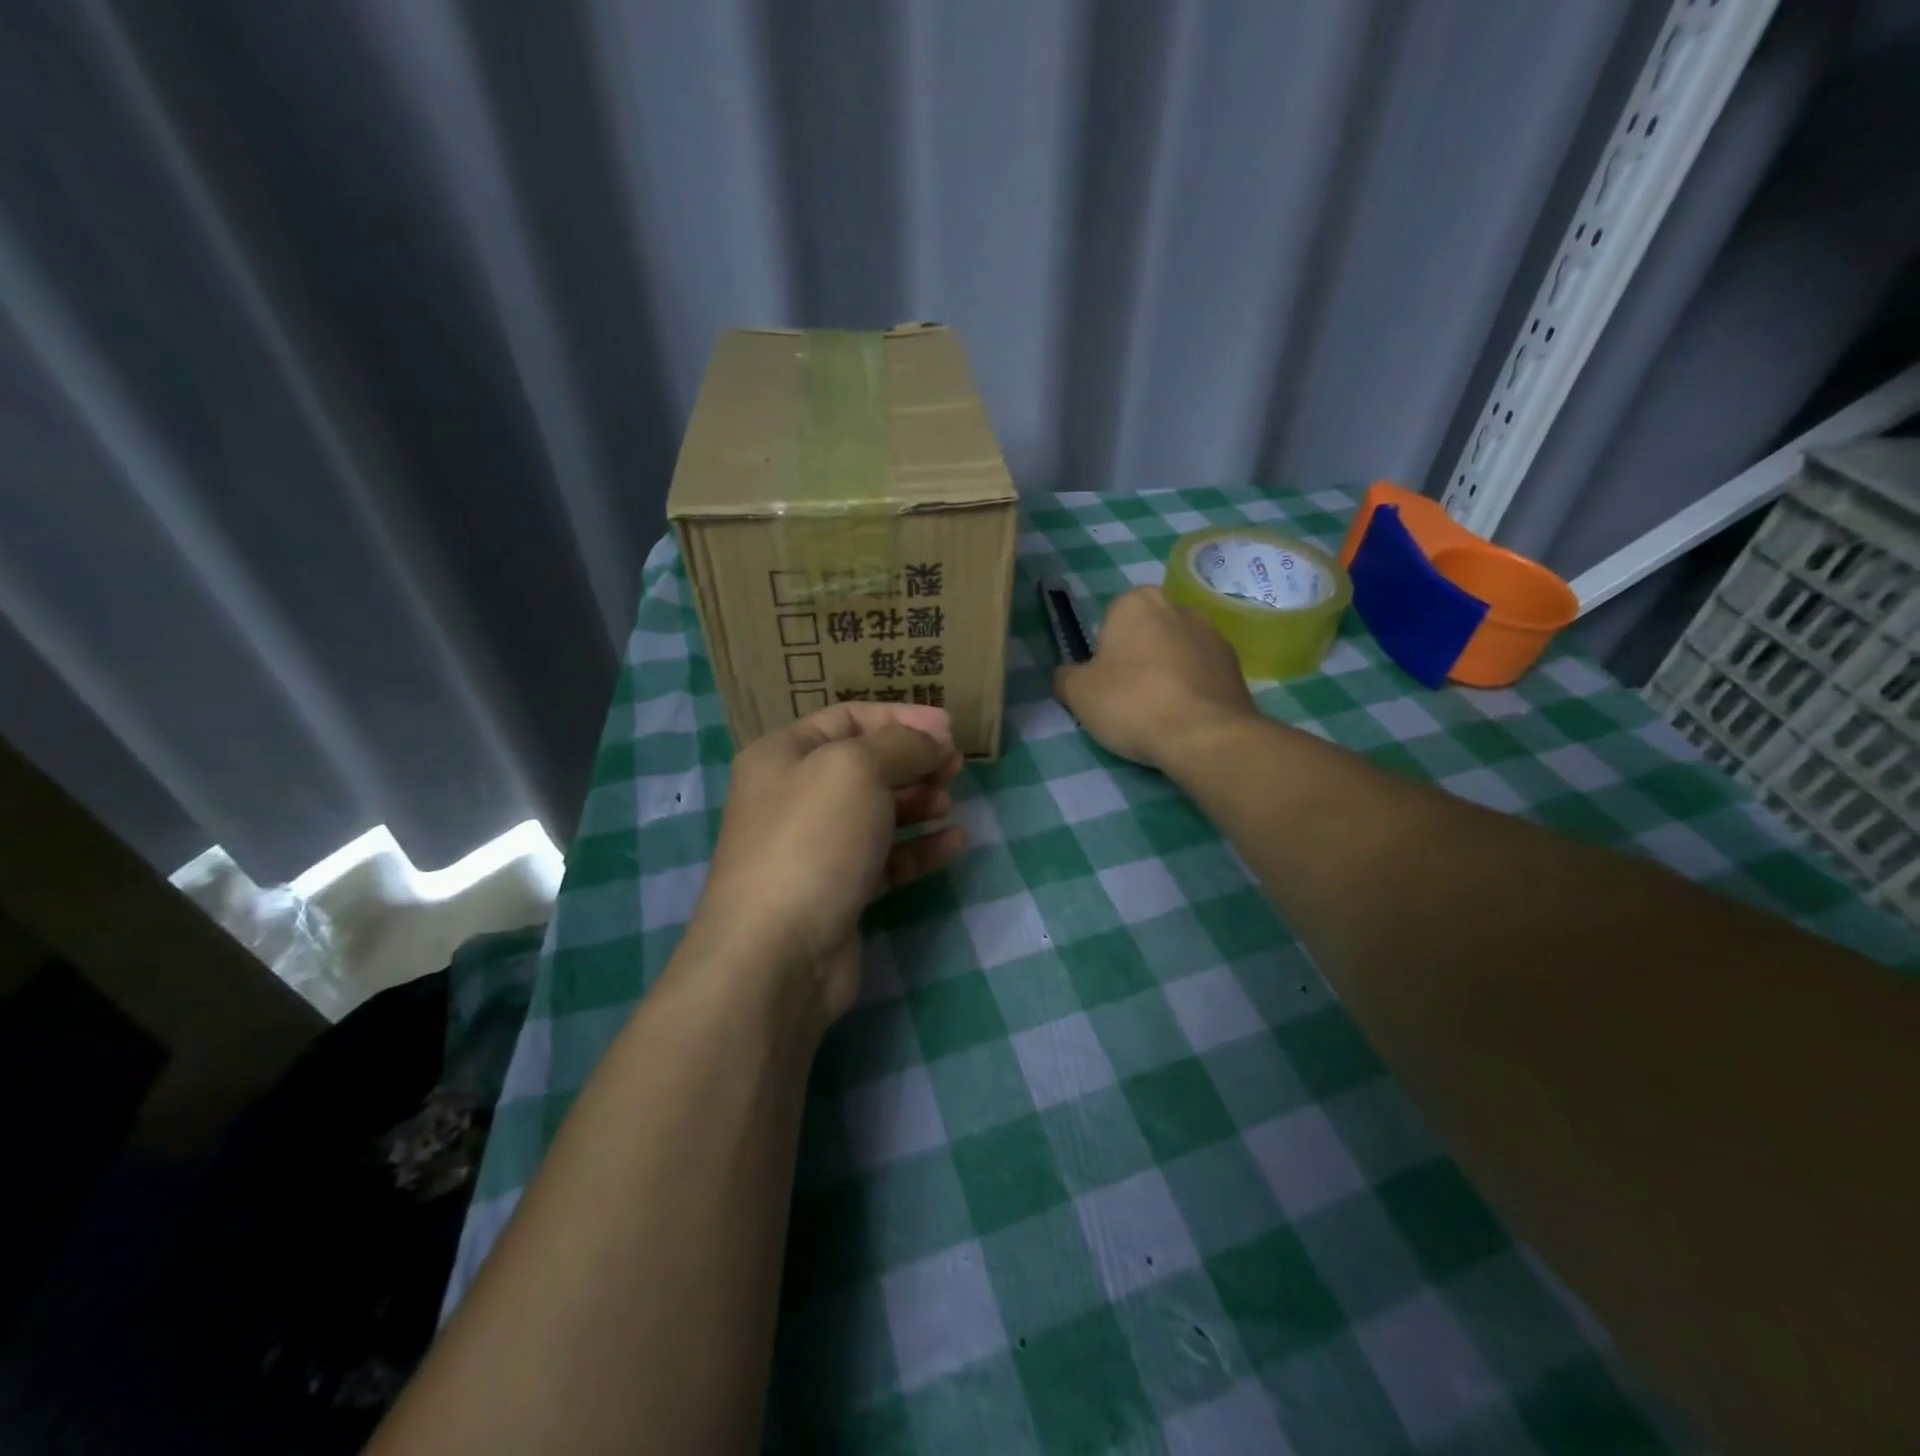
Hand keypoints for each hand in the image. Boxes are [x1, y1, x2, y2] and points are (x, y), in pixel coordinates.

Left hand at [684, 702, 966, 1024]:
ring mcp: (814, 848)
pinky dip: (918, 847)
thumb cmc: (813, 840)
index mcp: (783, 755)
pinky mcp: (837, 891)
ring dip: (917, 802)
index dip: (901, 718)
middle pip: (864, 765)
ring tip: (949, 802)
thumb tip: (932, 739)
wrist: (777, 954)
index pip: (849, 719)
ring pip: (875, 812)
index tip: (950, 728)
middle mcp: (794, 796)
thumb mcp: (857, 769)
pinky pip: (884, 858)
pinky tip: (953, 842)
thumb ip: (901, 744)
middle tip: (956, 765)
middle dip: (913, 760)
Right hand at [1053, 586, 1258, 772]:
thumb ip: (1066, 676)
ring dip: (1166, 673)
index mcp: (1136, 601)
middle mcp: (1178, 606)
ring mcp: (1213, 633)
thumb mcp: (1077, 693)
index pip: (1110, 622)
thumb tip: (1068, 675)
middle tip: (1128, 698)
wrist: (1203, 735)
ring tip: (1158, 712)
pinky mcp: (1235, 664)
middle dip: (1137, 658)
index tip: (1105, 683)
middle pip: (1145, 634)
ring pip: (1175, 652)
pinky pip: (1201, 672)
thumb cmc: (1131, 703)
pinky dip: (1191, 688)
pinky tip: (1184, 717)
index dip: (1104, 654)